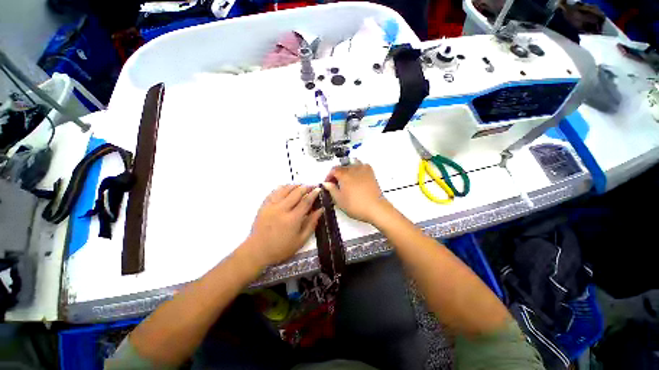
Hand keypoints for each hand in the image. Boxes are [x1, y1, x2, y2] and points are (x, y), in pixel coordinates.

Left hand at [242, 185, 323, 268]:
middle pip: (296, 192)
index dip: (313, 194)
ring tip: (301, 186)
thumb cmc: (281, 248)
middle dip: (306, 187)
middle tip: (312, 186)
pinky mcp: (264, 205)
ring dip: (294, 185)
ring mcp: (271, 206)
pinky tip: (286, 188)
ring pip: (285, 189)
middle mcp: (282, 209)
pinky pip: (274, 192)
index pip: (306, 201)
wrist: (257, 250)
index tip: (319, 189)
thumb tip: (320, 210)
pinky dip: (282, 188)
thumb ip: (311, 224)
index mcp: (293, 219)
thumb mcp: (301, 240)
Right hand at [323, 161, 390, 223]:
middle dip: (337, 174)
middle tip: (336, 183)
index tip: (328, 183)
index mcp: (344, 175)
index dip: (329, 176)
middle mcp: (353, 169)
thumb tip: (326, 183)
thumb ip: (331, 189)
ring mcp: (363, 170)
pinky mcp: (371, 173)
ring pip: (352, 164)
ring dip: (347, 170)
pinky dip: (357, 169)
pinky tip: (356, 177)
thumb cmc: (356, 205)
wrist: (375, 208)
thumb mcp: (339, 200)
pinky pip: (362, 166)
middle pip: (342, 167)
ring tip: (346, 179)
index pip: (333, 170)